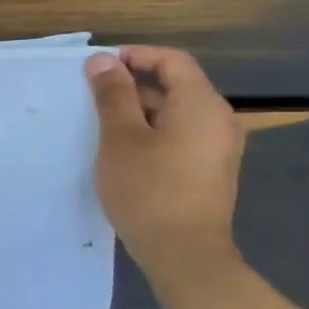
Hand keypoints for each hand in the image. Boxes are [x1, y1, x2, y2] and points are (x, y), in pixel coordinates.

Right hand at [85, 46, 244, 277]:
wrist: (183, 252)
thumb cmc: (149, 188)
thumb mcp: (120, 137)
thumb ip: (113, 95)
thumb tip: (103, 60)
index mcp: (201, 104)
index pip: (172, 61)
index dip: (135, 56)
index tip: (97, 67)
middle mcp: (218, 119)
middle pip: (175, 85)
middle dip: (132, 84)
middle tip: (90, 97)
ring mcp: (217, 146)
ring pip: (174, 112)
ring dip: (138, 110)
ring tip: (100, 124)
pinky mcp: (208, 169)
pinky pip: (179, 135)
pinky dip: (150, 131)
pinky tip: (122, 151)